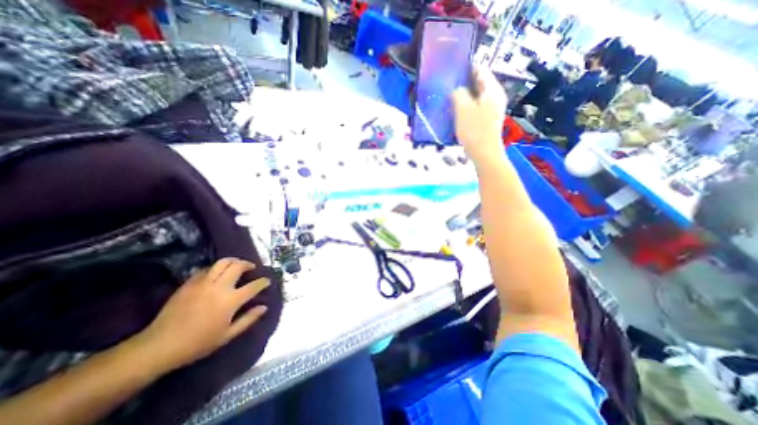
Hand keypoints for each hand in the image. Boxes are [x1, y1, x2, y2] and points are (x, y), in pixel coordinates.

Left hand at [135, 258, 268, 369]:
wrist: (159, 346)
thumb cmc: (198, 343)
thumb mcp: (227, 335)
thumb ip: (248, 319)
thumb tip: (264, 307)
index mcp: (231, 300)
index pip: (254, 286)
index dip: (263, 282)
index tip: (267, 281)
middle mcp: (219, 287)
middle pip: (238, 266)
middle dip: (248, 264)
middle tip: (251, 268)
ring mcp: (203, 283)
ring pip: (223, 262)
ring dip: (234, 261)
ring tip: (237, 265)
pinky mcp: (189, 283)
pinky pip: (207, 268)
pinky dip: (216, 268)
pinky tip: (217, 274)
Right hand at [448, 66, 507, 166]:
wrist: (484, 153)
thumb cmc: (474, 129)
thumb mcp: (463, 109)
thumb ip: (458, 93)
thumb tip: (456, 89)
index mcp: (492, 90)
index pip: (480, 69)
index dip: (466, 68)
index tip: (452, 70)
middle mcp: (494, 96)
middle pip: (478, 83)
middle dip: (463, 83)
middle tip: (447, 86)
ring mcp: (491, 109)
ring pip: (476, 96)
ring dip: (463, 96)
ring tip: (449, 98)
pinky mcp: (486, 119)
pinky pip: (475, 107)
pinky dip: (466, 106)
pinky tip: (456, 112)